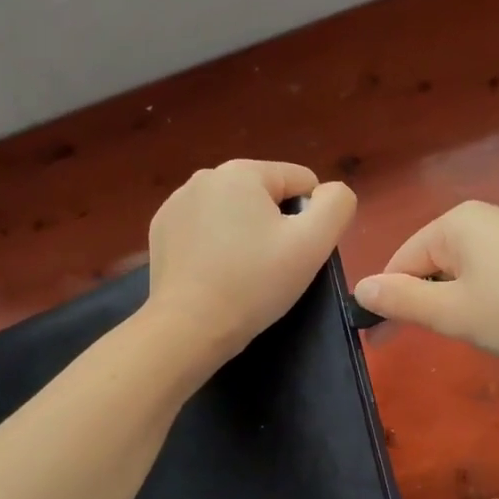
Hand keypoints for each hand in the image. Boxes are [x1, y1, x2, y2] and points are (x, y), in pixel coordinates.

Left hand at [145, 160, 356, 367]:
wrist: (188, 327)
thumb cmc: (254, 283)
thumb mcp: (313, 244)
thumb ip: (336, 205)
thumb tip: (331, 192)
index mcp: (242, 171)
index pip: (301, 182)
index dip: (310, 219)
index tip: (294, 253)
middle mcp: (205, 176)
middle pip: (266, 195)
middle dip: (275, 225)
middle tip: (270, 267)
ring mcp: (177, 202)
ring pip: (235, 212)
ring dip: (245, 235)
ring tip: (241, 274)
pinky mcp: (161, 230)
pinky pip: (206, 228)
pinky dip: (216, 246)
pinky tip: (214, 275)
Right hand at [353, 201, 498, 371]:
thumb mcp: (454, 313)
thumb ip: (402, 299)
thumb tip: (359, 286)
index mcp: (456, 222)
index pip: (401, 259)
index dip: (392, 299)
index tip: (388, 339)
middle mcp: (487, 217)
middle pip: (434, 262)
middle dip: (433, 302)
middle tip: (452, 337)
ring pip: (468, 272)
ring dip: (465, 305)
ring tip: (490, 333)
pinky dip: (496, 302)